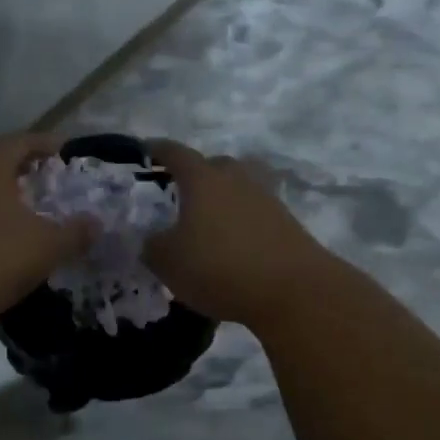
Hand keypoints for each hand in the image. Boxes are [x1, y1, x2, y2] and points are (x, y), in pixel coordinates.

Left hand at [0, 132, 94, 328]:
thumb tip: (96, 223)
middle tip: (52, 183)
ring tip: (30, 213)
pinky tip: (1, 240)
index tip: (69, 154)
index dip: (50, 145)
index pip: (24, 140)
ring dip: (4, 197)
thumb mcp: (47, 246)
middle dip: (27, 172)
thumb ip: (75, 232)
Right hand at [144, 140, 333, 327]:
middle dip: (196, 174)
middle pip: (214, 165)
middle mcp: (236, 179)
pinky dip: (241, 221)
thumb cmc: (219, 267)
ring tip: (207, 220)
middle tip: (180, 192)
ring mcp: (266, 199)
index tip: (146, 149)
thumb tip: (152, 239)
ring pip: (238, 187)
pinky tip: (232, 243)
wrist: (293, 290)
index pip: (176, 153)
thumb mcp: (168, 262)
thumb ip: (152, 246)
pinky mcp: (286, 223)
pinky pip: (255, 212)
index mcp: (203, 179)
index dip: (158, 150)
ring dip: (222, 198)